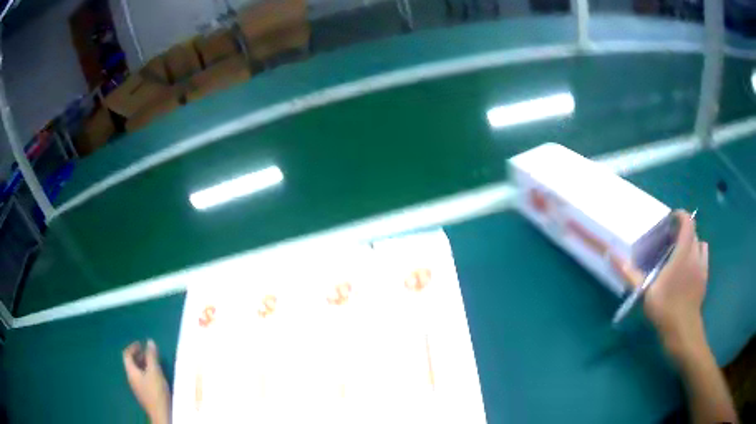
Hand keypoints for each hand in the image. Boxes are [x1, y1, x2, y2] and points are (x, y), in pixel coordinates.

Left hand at [123, 340, 170, 423]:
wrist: (161, 414)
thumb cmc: (156, 391)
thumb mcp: (155, 371)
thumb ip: (152, 356)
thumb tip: (149, 341)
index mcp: (131, 371)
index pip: (126, 355)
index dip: (133, 347)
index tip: (142, 344)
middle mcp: (131, 378)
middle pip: (131, 363)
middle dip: (139, 356)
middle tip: (149, 353)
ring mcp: (137, 388)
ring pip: (137, 372)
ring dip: (143, 365)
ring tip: (154, 364)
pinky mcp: (144, 395)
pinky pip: (142, 379)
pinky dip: (146, 373)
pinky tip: (156, 377)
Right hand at [613, 210, 708, 356]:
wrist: (683, 331)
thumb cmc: (665, 308)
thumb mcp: (645, 292)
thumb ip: (631, 273)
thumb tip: (611, 255)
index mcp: (683, 252)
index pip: (687, 222)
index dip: (680, 216)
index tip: (669, 221)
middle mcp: (695, 254)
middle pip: (693, 232)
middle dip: (683, 230)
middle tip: (669, 239)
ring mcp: (702, 266)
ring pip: (700, 243)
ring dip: (691, 242)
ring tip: (680, 252)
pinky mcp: (704, 278)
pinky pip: (704, 257)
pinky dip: (698, 254)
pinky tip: (690, 266)